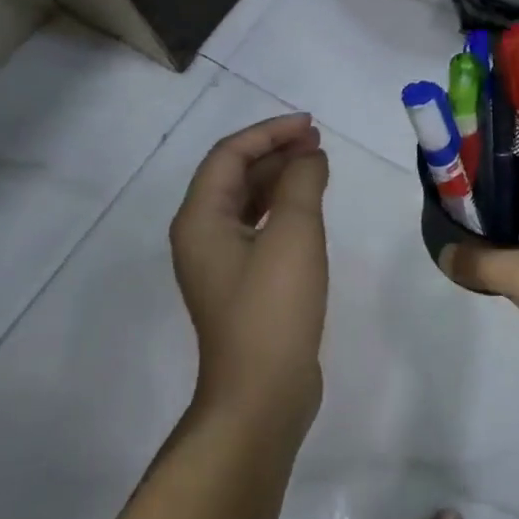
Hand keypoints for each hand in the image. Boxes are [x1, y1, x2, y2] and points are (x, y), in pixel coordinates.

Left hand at [170, 113, 329, 431]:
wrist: (261, 393)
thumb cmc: (273, 308)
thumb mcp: (294, 235)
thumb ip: (302, 183)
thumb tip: (309, 156)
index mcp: (200, 219)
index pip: (229, 156)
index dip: (269, 133)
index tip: (310, 125)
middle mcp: (201, 235)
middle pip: (234, 176)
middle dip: (275, 152)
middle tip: (317, 142)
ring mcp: (220, 263)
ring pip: (247, 203)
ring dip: (280, 178)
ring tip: (318, 165)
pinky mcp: (241, 284)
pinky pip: (258, 229)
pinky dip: (283, 209)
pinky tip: (310, 207)